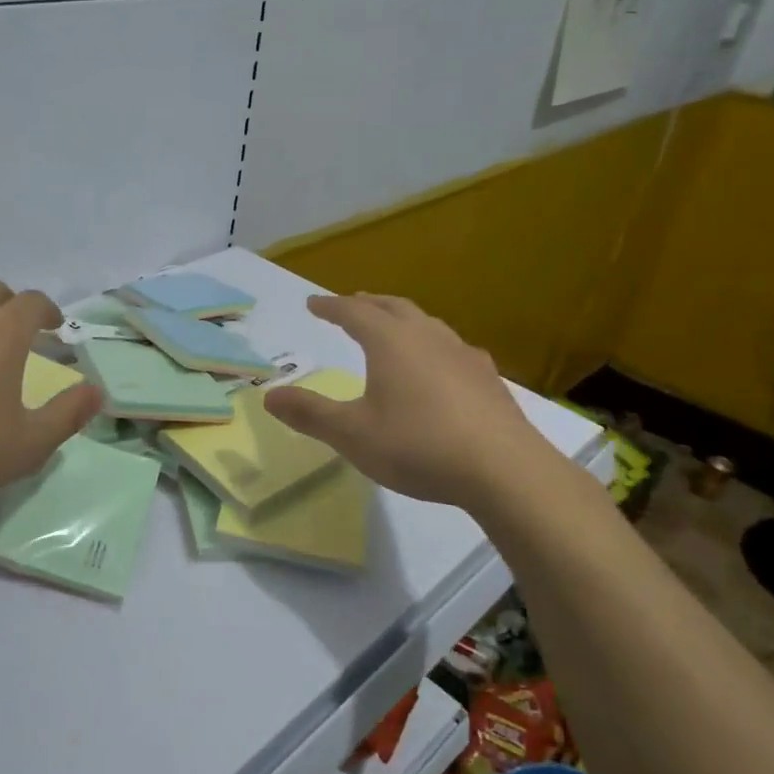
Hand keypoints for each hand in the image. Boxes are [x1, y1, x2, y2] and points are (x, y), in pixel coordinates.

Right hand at [263, 294, 555, 509]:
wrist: (505, 470)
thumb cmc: (418, 446)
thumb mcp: (352, 435)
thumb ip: (310, 414)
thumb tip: (269, 396)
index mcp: (391, 342)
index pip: (354, 313)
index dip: (331, 307)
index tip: (313, 303)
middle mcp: (428, 337)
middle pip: (393, 307)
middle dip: (367, 304)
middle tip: (351, 303)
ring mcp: (463, 355)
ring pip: (427, 323)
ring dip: (402, 319)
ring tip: (392, 327)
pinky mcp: (488, 379)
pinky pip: (451, 347)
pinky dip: (432, 344)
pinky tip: (439, 365)